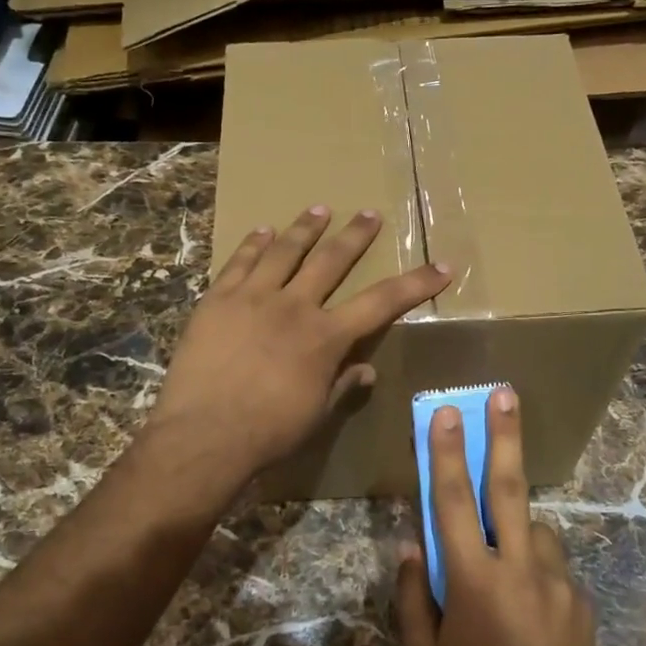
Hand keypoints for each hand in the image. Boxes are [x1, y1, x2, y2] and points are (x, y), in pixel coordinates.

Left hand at [148, 205, 447, 494]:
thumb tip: (366, 370)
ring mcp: (253, 298)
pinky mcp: (217, 300)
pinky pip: (239, 262)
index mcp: (326, 337)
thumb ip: (342, 385)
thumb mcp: (316, 414)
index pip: (382, 302)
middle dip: (355, 236)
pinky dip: (253, 244)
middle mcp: (295, 307)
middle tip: (369, 214)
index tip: (441, 266)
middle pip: (332, 260)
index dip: (415, 284)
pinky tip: (262, 231)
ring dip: (305, 228)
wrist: (204, 435)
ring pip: (285, 251)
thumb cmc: (268, 432)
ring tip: (319, 209)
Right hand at [396, 388, 606, 645]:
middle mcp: (519, 567)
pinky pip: (552, 566)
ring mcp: (557, 581)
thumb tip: (411, 545)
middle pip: (508, 488)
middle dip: (505, 436)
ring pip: (534, 529)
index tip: (446, 413)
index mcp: (473, 580)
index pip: (452, 502)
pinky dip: (534, 567)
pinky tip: (529, 609)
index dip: (445, 454)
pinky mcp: (581, 599)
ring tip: (505, 566)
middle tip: (506, 394)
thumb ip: (413, 595)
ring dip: (516, 527)